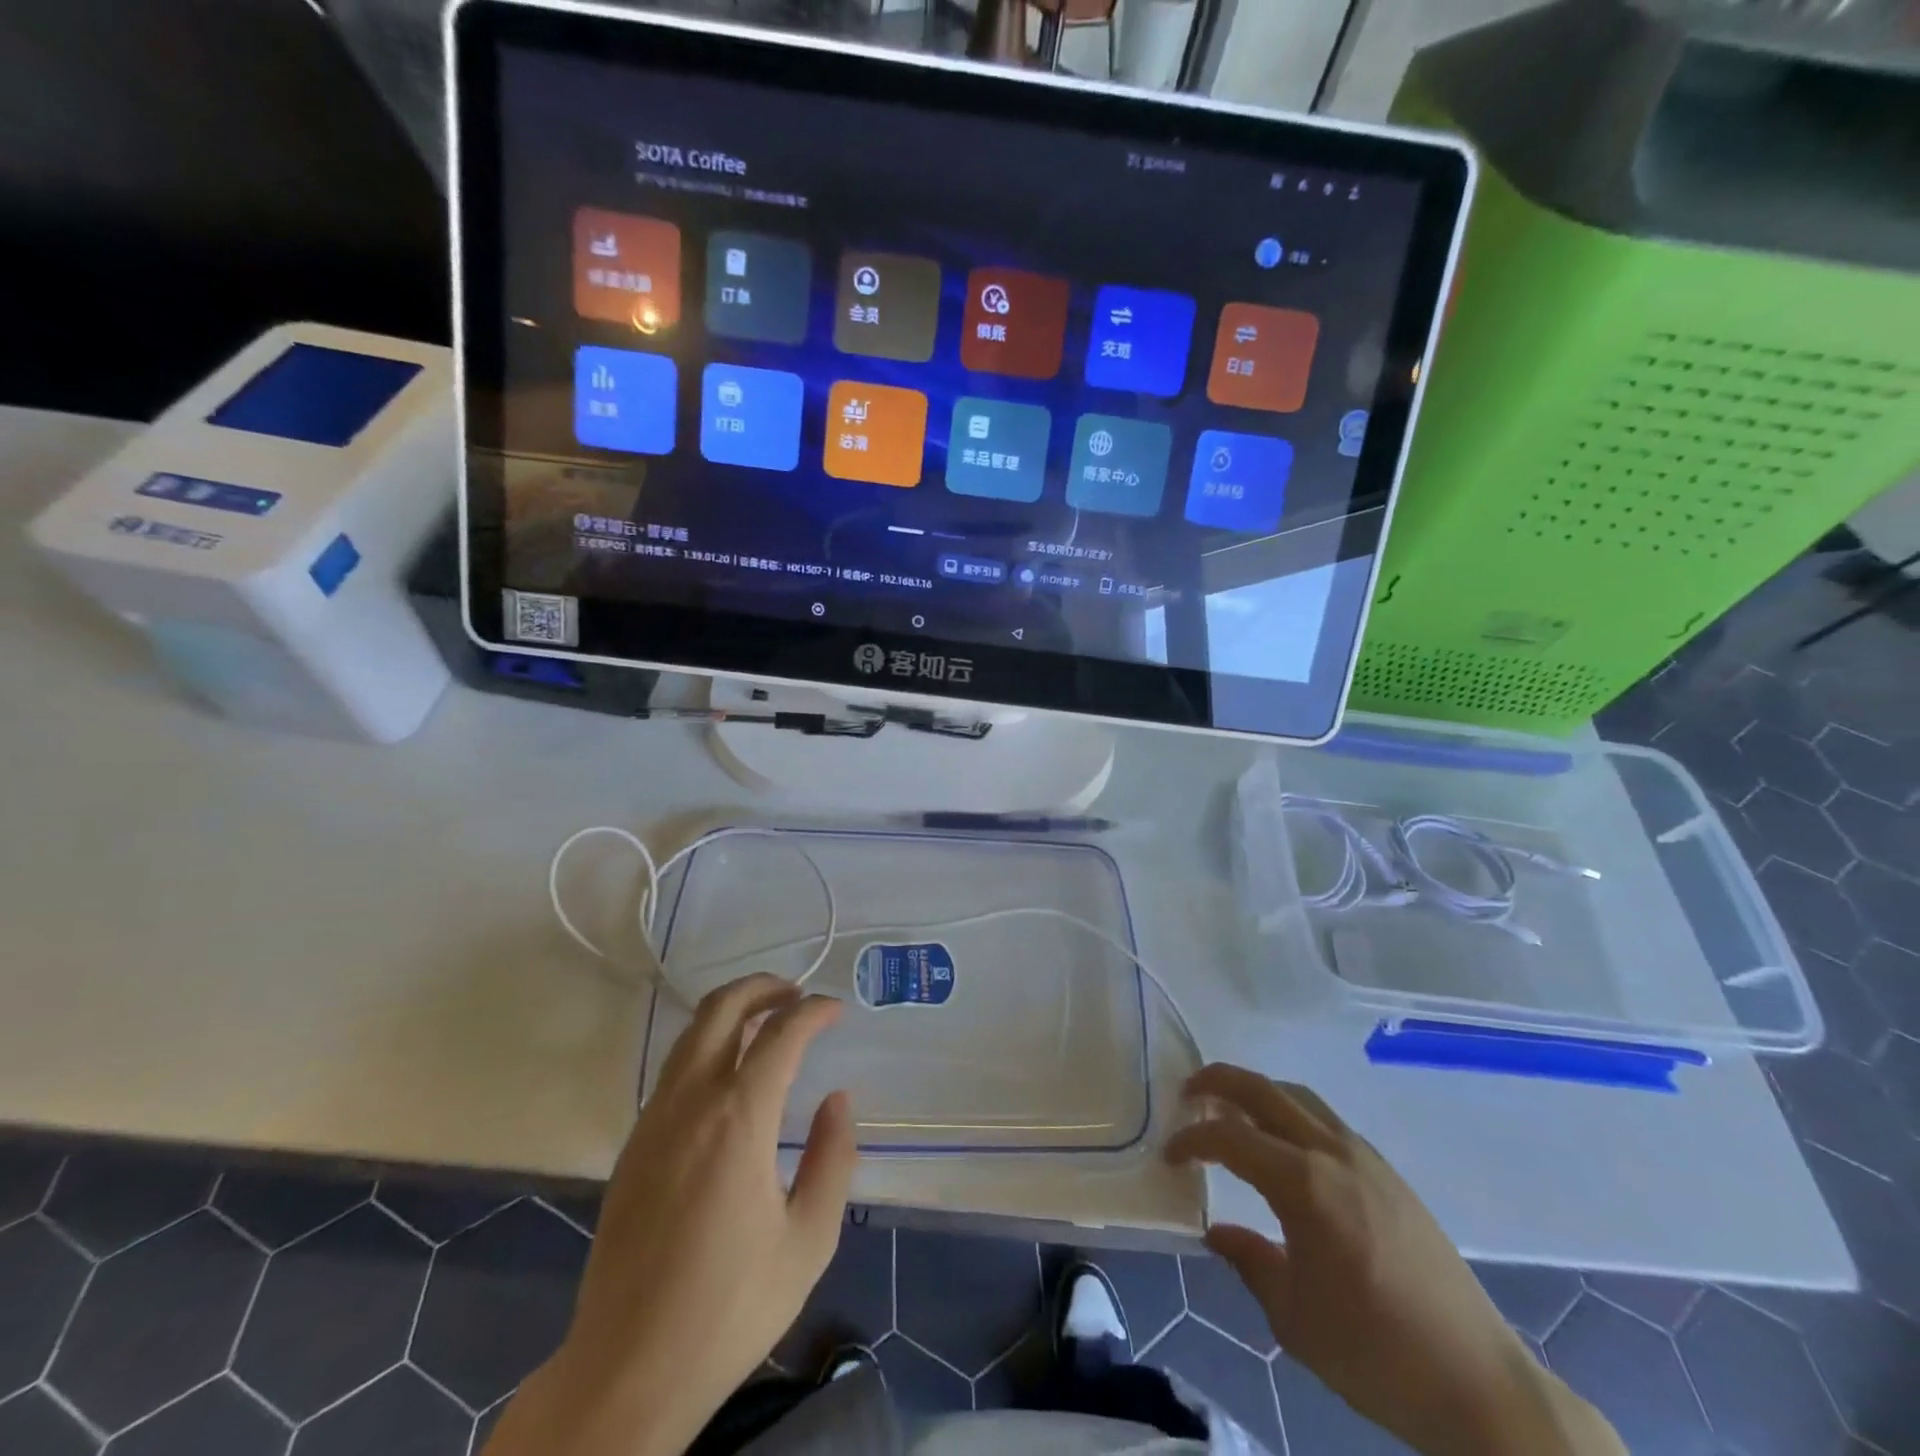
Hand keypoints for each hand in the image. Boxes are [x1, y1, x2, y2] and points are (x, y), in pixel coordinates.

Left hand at [485, 975, 856, 1455]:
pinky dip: (708, 1048)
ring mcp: (654, 1121)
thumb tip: (837, 1101)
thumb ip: (832, 1158)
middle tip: (797, 995)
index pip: (781, 1034)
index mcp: (738, 1119)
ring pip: (692, 1034)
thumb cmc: (730, 1307)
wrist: (628, 1370)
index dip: (813, 1011)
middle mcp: (691, 1103)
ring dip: (733, 1013)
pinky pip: (675, 1070)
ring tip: (768, 1023)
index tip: (836, 1010)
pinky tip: (730, 1077)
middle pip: (722, 1010)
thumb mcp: (809, 1239)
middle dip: (764, 988)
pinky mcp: (634, 1146)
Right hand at [1167, 1065, 1623, 1455]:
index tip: (1170, 1156)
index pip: (1230, 1137)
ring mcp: (1365, 1157)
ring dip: (1258, 1091)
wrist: (1479, 1385)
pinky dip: (1291, 1112)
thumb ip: (1248, 1260)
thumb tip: (1216, 1232)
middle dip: (1218, 1082)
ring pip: (1298, 1096)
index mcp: (1304, 1184)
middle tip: (1188, 1094)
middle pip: (1264, 1089)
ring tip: (1231, 1110)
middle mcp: (1332, 1152)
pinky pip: (1326, 1119)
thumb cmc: (1375, 1354)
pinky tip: (1285, 1146)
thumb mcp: (1293, 1317)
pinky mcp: (1389, 1173)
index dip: (1192, 1139)